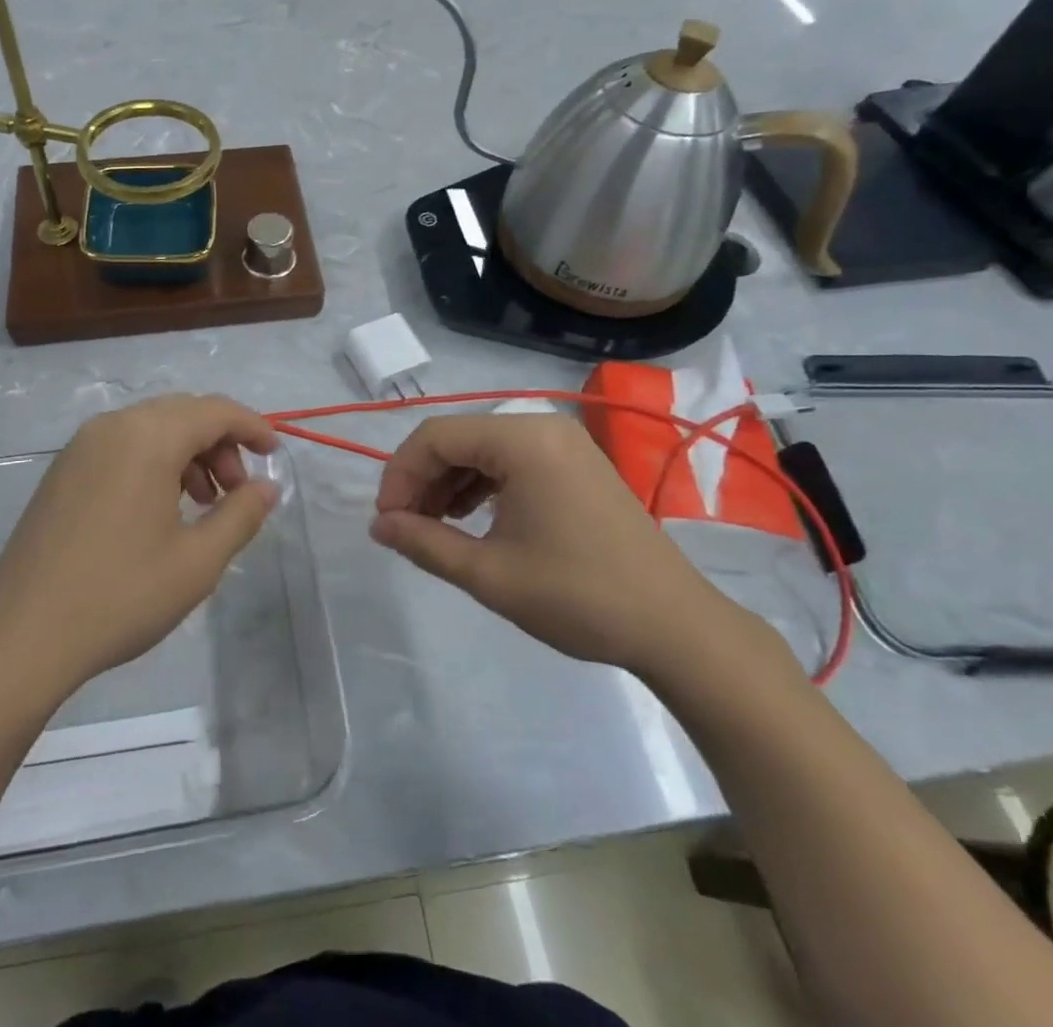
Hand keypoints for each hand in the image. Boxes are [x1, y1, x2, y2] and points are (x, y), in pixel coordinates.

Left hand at [0, 395, 281, 706]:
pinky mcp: (63, 471)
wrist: (21, 636)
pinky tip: (161, 510)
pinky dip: (155, 462)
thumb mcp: (196, 562)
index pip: (215, 410)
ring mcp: (81, 447)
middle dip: (221, 443)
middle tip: (238, 492)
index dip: (253, 426)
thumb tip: (267, 487)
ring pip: (152, 428)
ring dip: (188, 453)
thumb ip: (241, 515)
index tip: (275, 454)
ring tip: (204, 505)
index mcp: (148, 437)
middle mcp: (113, 426)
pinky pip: (123, 446)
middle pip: (183, 413)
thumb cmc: (119, 596)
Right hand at [370, 413, 733, 675]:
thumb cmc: (577, 596)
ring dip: (449, 482)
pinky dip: (482, 484)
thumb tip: (379, 525)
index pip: (435, 436)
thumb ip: (424, 543)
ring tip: (433, 527)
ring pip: (483, 448)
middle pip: (458, 437)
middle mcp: (542, 426)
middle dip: (423, 479)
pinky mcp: (576, 463)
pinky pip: (512, 459)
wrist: (674, 626)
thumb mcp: (488, 574)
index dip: (400, 474)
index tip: (386, 520)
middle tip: (405, 527)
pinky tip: (471, 518)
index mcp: (522, 440)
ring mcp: (564, 443)